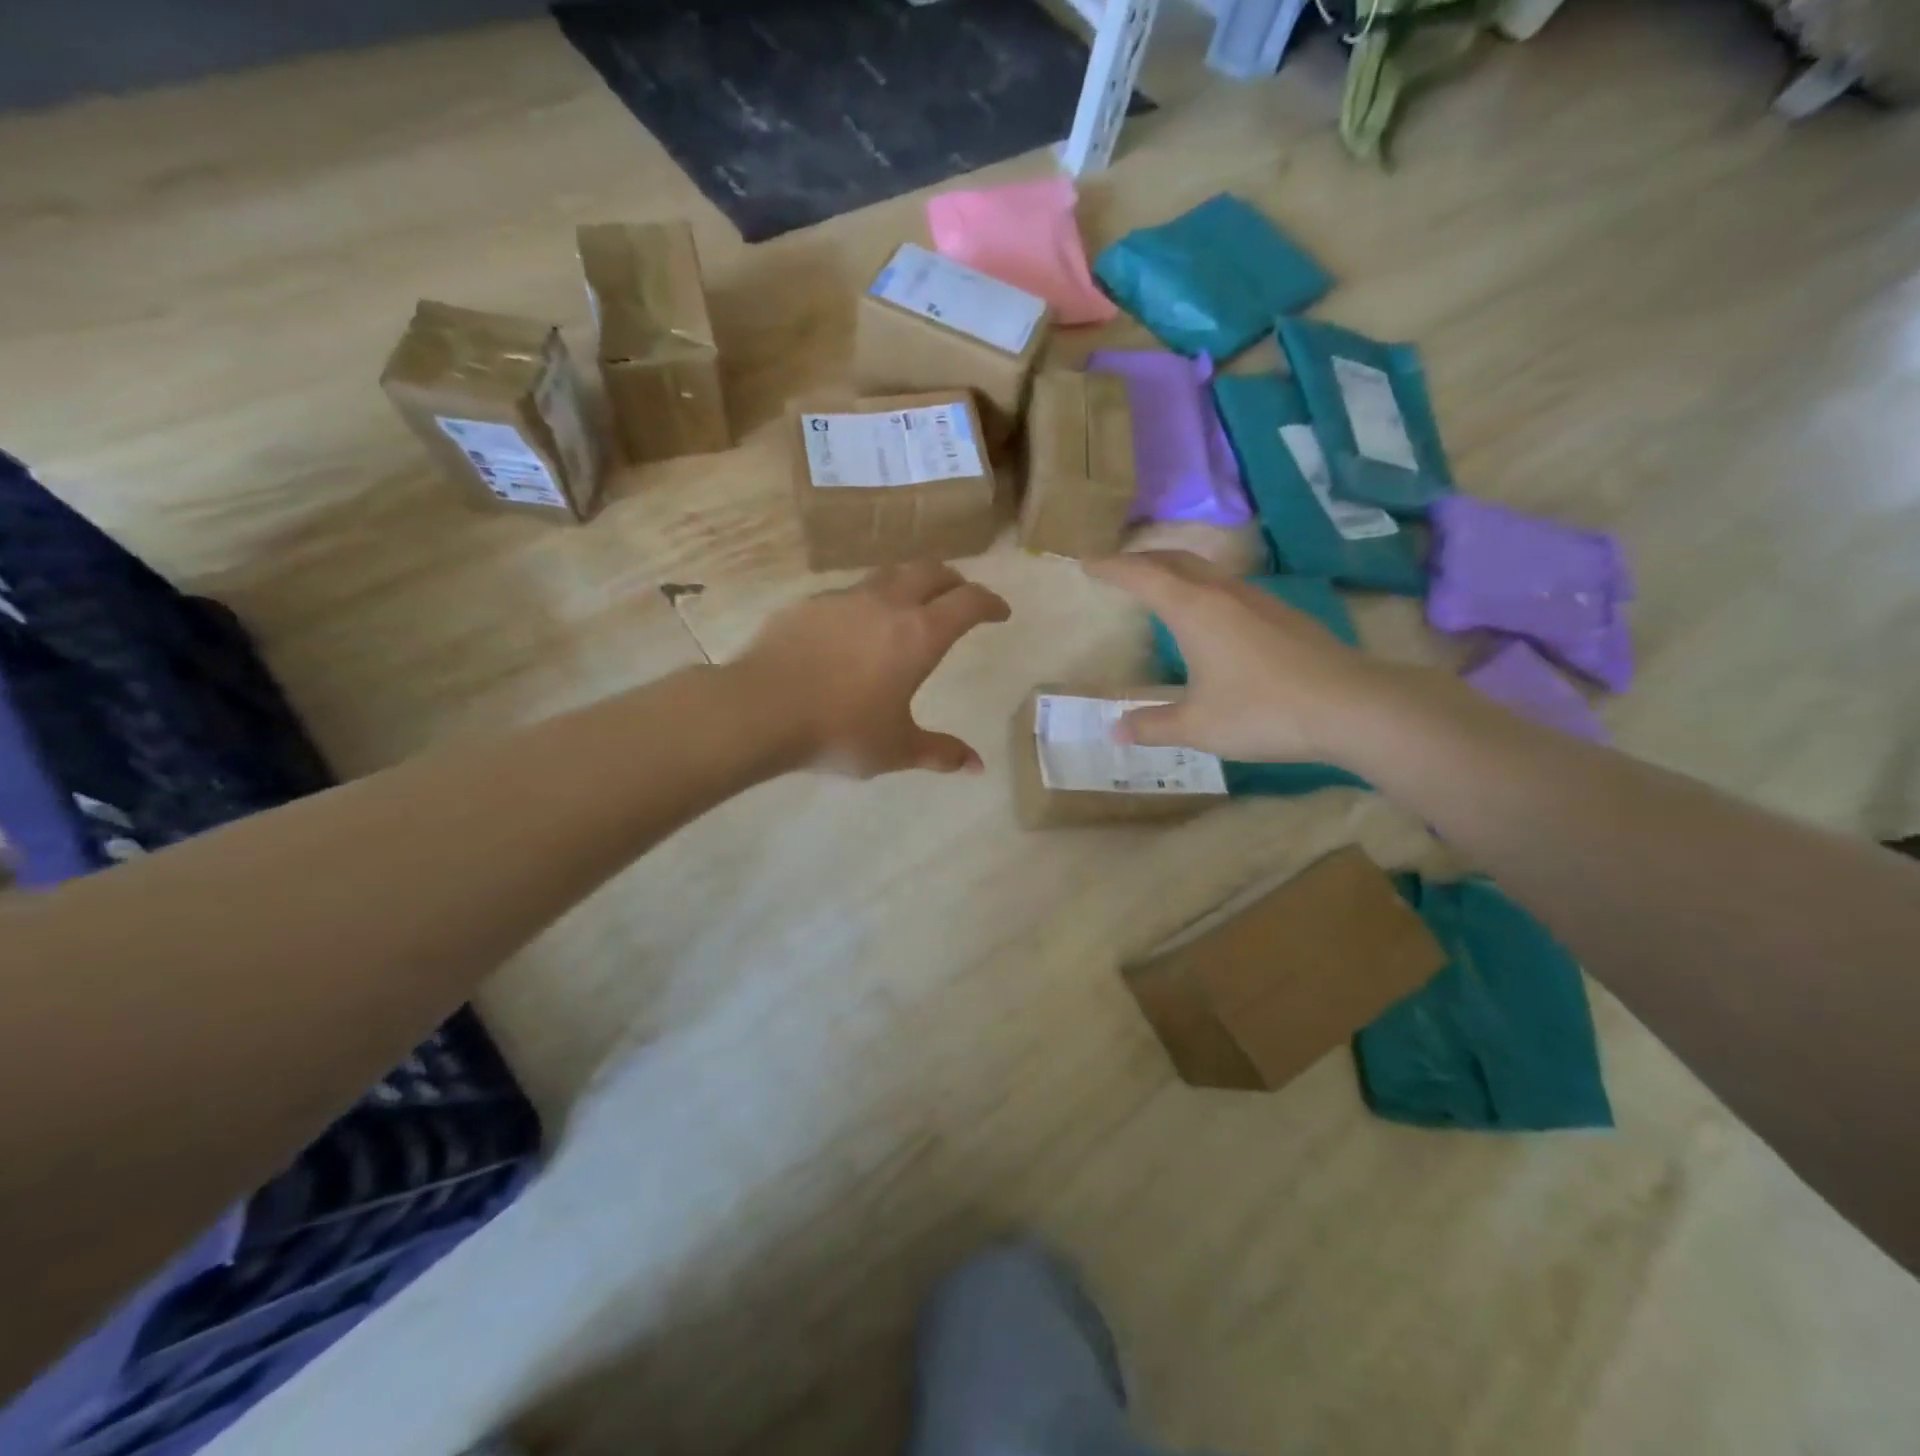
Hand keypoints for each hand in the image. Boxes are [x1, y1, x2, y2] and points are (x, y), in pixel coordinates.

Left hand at [734, 562, 1010, 777]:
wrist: (760, 710)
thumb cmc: (840, 731)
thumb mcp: (896, 748)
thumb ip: (940, 753)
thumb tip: (977, 766)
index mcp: (918, 635)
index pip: (968, 603)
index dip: (990, 603)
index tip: (1000, 612)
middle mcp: (886, 604)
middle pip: (930, 572)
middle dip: (953, 581)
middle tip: (960, 598)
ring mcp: (843, 599)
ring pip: (888, 575)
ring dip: (910, 584)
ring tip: (910, 606)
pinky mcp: (808, 604)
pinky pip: (849, 593)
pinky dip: (868, 602)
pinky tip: (855, 628)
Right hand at [1085, 551, 1387, 763]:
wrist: (1351, 706)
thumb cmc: (1262, 712)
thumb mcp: (1197, 726)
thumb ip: (1152, 725)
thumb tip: (1114, 730)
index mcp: (1195, 611)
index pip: (1142, 577)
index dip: (1111, 568)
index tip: (1086, 563)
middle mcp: (1224, 594)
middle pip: (1175, 561)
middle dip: (1141, 559)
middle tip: (1117, 567)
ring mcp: (1258, 600)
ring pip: (1206, 571)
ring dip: (1175, 570)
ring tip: (1158, 585)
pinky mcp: (1283, 614)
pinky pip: (1229, 587)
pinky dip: (1202, 587)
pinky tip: (1210, 614)